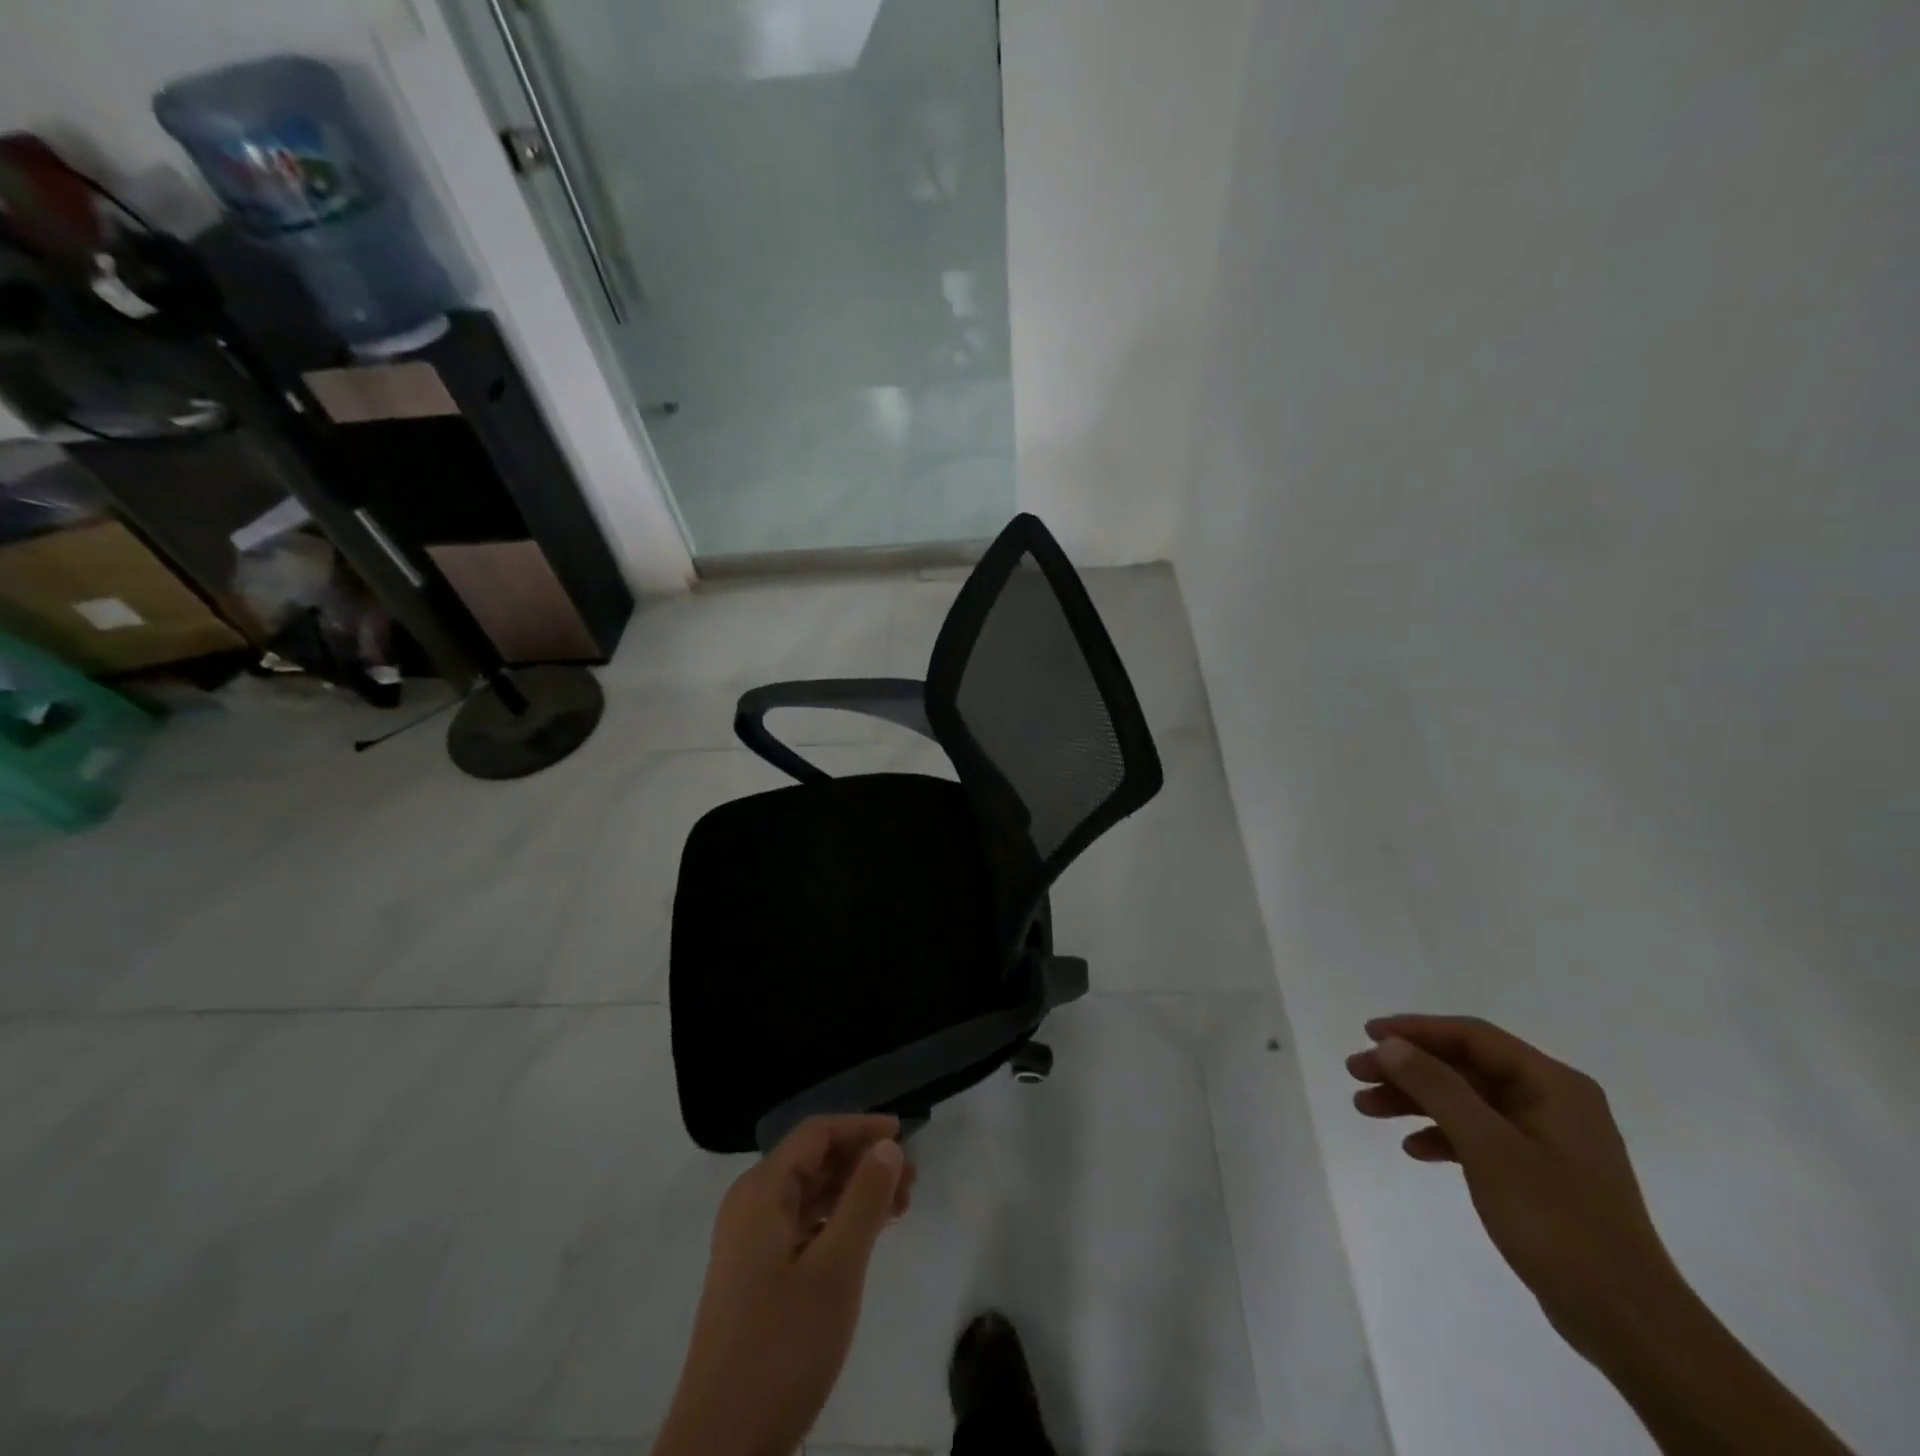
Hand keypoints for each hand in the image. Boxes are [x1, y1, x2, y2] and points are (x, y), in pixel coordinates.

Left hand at [653, 1115, 914, 1455]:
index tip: (905, 1135)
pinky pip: (802, 1224)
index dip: (861, 1127)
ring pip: (809, 1193)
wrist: (721, 1446)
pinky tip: (865, 1238)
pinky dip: (837, 1220)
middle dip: (863, 1161)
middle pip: (813, 1160)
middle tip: (911, 1181)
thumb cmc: (781, 1346)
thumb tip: (887, 1145)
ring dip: (854, 1191)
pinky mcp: (755, 1274)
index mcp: (762, 1191)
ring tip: (899, 1209)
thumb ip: (864, 1199)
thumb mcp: (836, 1269)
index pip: (817, 1133)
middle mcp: (750, 1204)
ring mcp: (749, 1241)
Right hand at [1346, 1014, 1683, 1360]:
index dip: (1416, 1030)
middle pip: (1464, 1067)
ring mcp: (1546, 1138)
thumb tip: (1390, 1044)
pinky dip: (1441, 1135)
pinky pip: (1478, 1135)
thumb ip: (1438, 1088)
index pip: (1472, 1037)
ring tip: (1365, 1108)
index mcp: (1552, 1085)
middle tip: (1356, 1073)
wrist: (1628, 1322)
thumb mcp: (1489, 1148)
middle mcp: (1552, 1101)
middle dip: (1407, 1068)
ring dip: (1415, 1100)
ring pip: (1465, 1101)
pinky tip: (1412, 1148)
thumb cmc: (1558, 1222)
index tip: (1367, 1034)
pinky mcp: (1538, 1173)